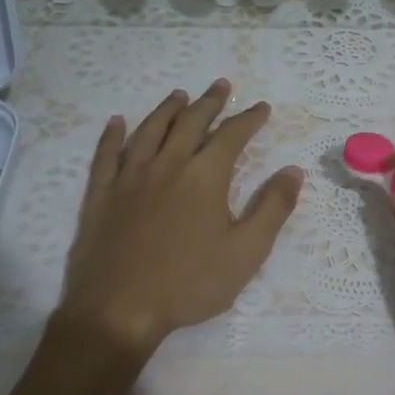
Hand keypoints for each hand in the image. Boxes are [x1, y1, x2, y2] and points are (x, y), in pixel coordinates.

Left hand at [59, 80, 302, 355]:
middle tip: (221, 85)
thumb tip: (293, 171)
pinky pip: (106, 154)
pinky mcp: (101, 194)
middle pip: (190, 123)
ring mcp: (129, 177)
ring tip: (179, 95)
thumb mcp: (246, 252)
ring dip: (167, 109)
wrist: (119, 309)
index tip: (261, 107)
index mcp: (204, 177)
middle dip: (209, 102)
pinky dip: (112, 135)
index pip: (232, 136)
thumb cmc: (189, 284)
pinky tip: (117, 122)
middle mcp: (167, 165)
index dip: (249, 119)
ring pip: (149, 130)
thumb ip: (272, 208)